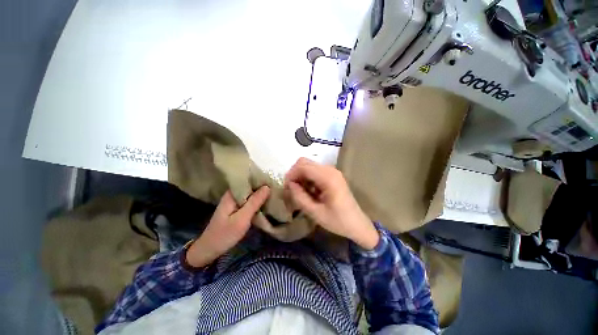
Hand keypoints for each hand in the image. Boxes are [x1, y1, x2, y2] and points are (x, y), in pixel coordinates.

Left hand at [185, 186, 270, 267]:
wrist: (209, 249)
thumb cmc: (225, 234)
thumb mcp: (242, 218)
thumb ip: (254, 202)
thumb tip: (267, 187)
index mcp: (232, 194)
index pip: (248, 180)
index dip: (261, 180)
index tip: (273, 181)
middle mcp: (233, 195)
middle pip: (250, 187)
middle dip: (262, 187)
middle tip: (276, 188)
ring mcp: (234, 202)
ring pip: (250, 194)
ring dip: (260, 195)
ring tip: (274, 193)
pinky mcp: (236, 209)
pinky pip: (249, 201)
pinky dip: (257, 202)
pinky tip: (266, 202)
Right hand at [283, 158, 378, 249]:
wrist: (357, 224)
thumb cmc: (338, 221)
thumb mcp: (315, 213)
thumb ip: (300, 197)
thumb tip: (289, 185)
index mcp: (328, 178)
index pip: (303, 166)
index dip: (291, 175)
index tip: (286, 188)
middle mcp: (330, 170)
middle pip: (305, 162)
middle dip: (294, 174)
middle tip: (291, 189)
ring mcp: (332, 171)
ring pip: (309, 165)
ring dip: (301, 176)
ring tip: (300, 192)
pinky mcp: (332, 175)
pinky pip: (315, 171)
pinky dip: (307, 178)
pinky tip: (309, 191)